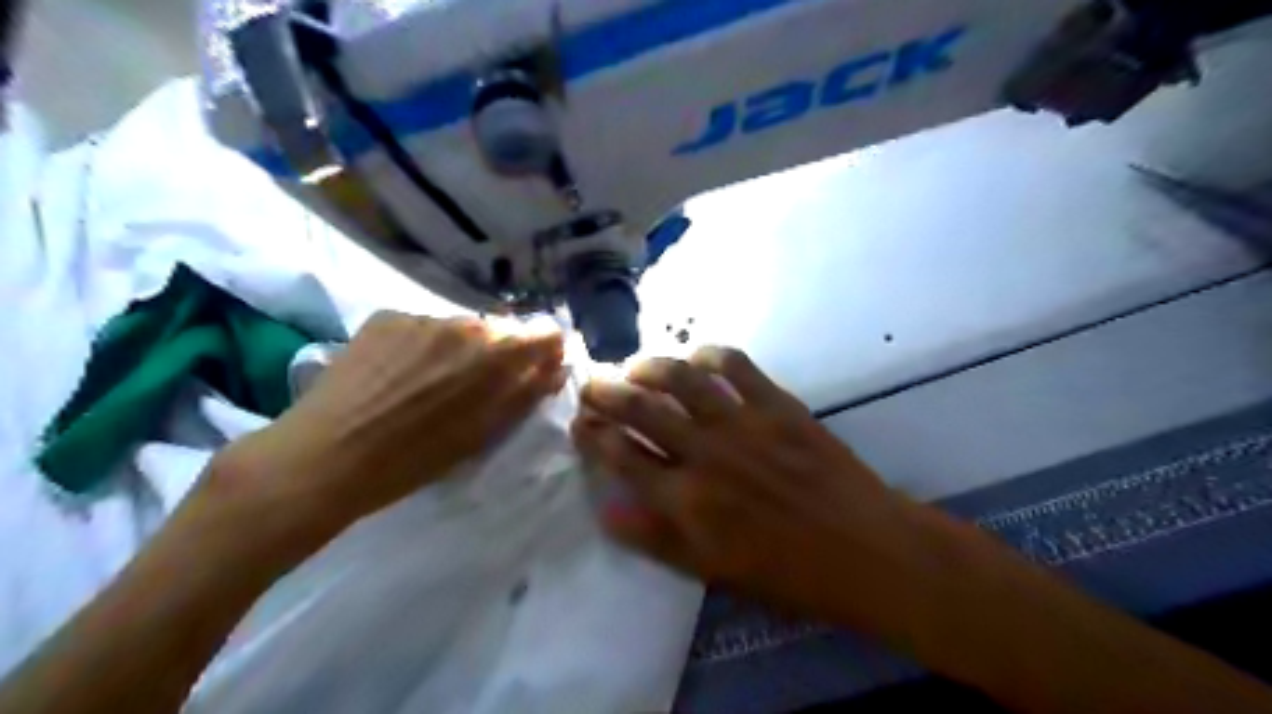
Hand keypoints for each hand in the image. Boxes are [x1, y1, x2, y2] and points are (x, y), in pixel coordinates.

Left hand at [197, 311, 565, 556]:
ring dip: (456, 349)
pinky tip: (395, 374)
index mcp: (495, 354)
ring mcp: (421, 317)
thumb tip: (556, 366)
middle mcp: (464, 323)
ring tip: (427, 384)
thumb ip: (526, 393)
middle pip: (498, 331)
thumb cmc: (415, 458)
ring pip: (457, 329)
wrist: (325, 456)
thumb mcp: (483, 433)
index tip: (534, 373)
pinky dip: (419, 346)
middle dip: (496, 355)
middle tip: (471, 389)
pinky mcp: (385, 317)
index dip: (544, 353)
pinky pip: (420, 327)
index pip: (544, 335)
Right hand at [578, 348, 925, 631]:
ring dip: (650, 367)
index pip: (623, 456)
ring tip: (635, 367)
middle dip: (607, 392)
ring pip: (682, 379)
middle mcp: (706, 452)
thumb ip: (656, 539)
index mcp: (686, 500)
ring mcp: (743, 422)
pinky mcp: (777, 403)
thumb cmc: (788, 572)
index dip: (595, 435)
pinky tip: (696, 358)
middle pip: (642, 409)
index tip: (581, 423)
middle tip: (593, 384)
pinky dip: (710, 355)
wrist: (864, 549)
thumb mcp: (713, 571)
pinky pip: (736, 366)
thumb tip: (607, 511)